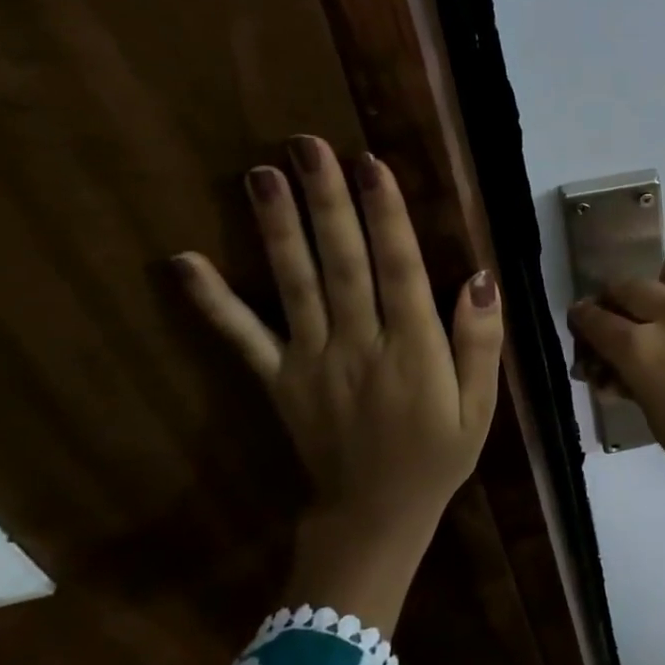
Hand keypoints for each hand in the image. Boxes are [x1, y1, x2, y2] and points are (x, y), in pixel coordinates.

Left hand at [173, 136, 503, 629]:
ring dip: (277, 229)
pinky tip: (183, 262)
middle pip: (343, 264)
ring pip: (295, 286)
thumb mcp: (480, 407)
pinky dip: (212, 301)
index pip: (400, 270)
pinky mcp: (279, 380)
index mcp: (413, 351)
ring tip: (260, 175)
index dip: (386, 215)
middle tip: (307, 146)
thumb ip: (479, 342)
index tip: (371, 164)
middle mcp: (358, 347)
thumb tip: (480, 278)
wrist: (374, 518)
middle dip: (327, 202)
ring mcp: (311, 362)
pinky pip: (243, 338)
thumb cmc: (437, 457)